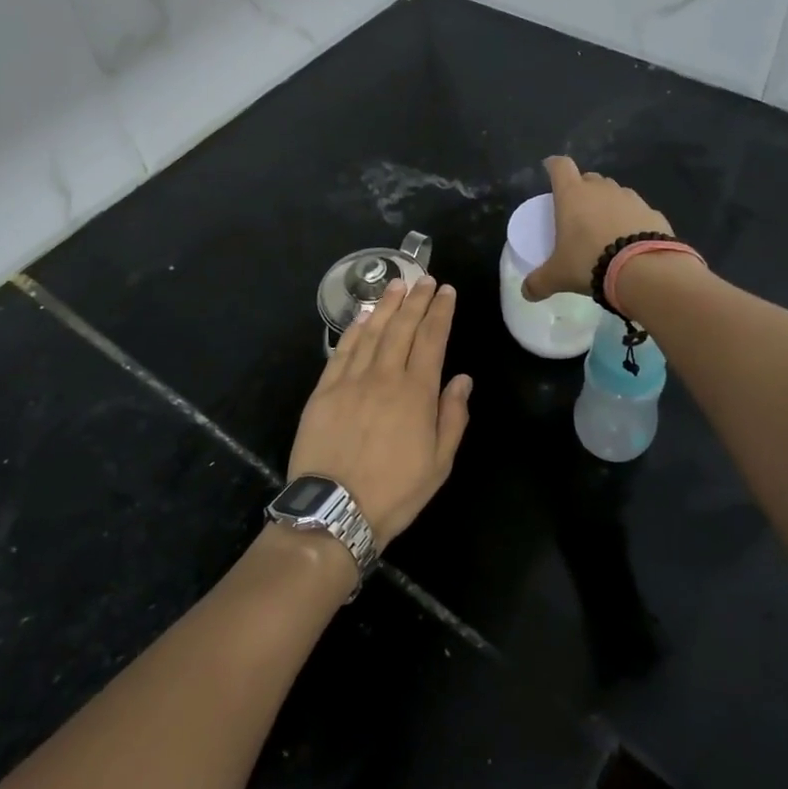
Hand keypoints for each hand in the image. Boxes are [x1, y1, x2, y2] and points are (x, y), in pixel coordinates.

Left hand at [289, 274, 472, 546]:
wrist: (335, 510)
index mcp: (417, 392)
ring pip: (372, 332)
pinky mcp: (324, 390)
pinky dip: (355, 329)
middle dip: (416, 299)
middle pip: (403, 327)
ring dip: (386, 305)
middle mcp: (385, 376)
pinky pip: (343, 350)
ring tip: (397, 285)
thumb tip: (463, 379)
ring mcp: (351, 380)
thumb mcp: (439, 463)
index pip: (432, 339)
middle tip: (424, 278)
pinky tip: (363, 315)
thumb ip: (453, 416)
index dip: (440, 312)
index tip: (446, 291)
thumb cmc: (395, 491)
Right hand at [521, 155, 671, 301]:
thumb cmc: (589, 262)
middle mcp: (601, 189)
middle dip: (582, 189)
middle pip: (588, 178)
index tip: (550, 170)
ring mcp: (630, 198)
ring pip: (614, 192)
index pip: (560, 166)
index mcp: (573, 195)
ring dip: (607, 204)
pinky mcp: (653, 212)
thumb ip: (539, 282)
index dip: (553, 166)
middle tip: (577, 210)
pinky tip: (630, 240)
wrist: (643, 269)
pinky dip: (631, 220)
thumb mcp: (558, 276)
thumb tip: (526, 293)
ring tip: (605, 228)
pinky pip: (637, 211)